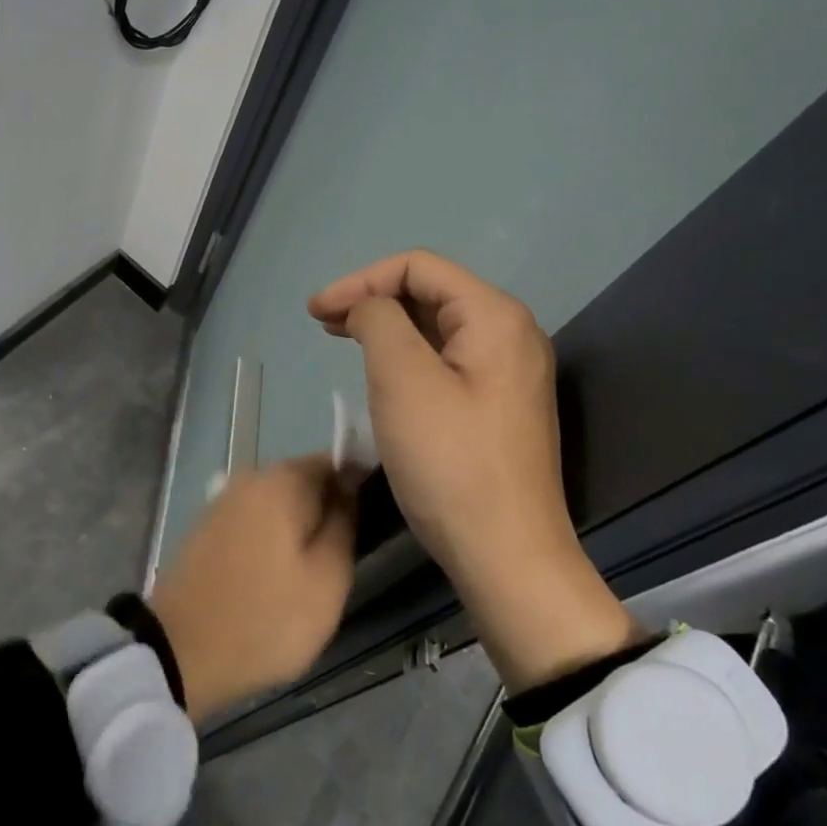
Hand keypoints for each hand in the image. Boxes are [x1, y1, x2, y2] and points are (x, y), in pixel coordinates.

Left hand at [149, 456, 356, 722]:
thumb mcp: (327, 580)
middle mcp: (250, 477)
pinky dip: (271, 541)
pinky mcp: (208, 527)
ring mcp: (224, 501)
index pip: (334, 463)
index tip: (368, 528)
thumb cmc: (265, 617)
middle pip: (305, 482)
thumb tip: (350, 488)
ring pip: (279, 505)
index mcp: (281, 480)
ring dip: (298, 531)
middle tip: (341, 562)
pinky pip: (255, 522)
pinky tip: (275, 578)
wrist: (181, 650)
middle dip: (326, 513)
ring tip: (310, 576)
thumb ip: (345, 524)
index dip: (357, 490)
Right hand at [309, 250, 638, 691]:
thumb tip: (369, 307)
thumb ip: (378, 319)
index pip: (418, 267)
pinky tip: (379, 369)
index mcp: (495, 316)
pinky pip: (446, 358)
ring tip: (340, 336)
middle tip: (322, 321)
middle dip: (372, 298)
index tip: (316, 311)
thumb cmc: (449, 462)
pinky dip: (406, 353)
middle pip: (430, 291)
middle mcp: (510, 334)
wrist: (507, 557)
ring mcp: (508, 371)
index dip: (361, 279)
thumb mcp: (402, 379)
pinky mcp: (497, 404)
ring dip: (386, 325)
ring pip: (436, 326)